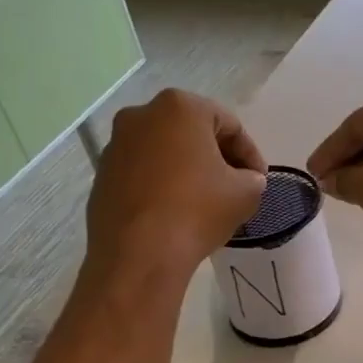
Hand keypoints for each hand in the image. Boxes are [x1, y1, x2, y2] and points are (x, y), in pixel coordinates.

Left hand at [83, 89, 266, 282]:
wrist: (138, 254)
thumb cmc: (197, 211)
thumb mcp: (246, 194)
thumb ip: (253, 179)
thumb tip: (247, 180)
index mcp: (180, 107)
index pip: (229, 124)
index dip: (250, 154)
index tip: (259, 180)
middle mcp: (142, 115)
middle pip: (193, 132)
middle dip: (217, 157)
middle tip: (236, 186)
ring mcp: (116, 144)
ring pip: (165, 151)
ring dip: (188, 169)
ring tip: (206, 200)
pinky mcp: (102, 174)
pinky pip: (143, 171)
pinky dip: (163, 183)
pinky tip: (176, 211)